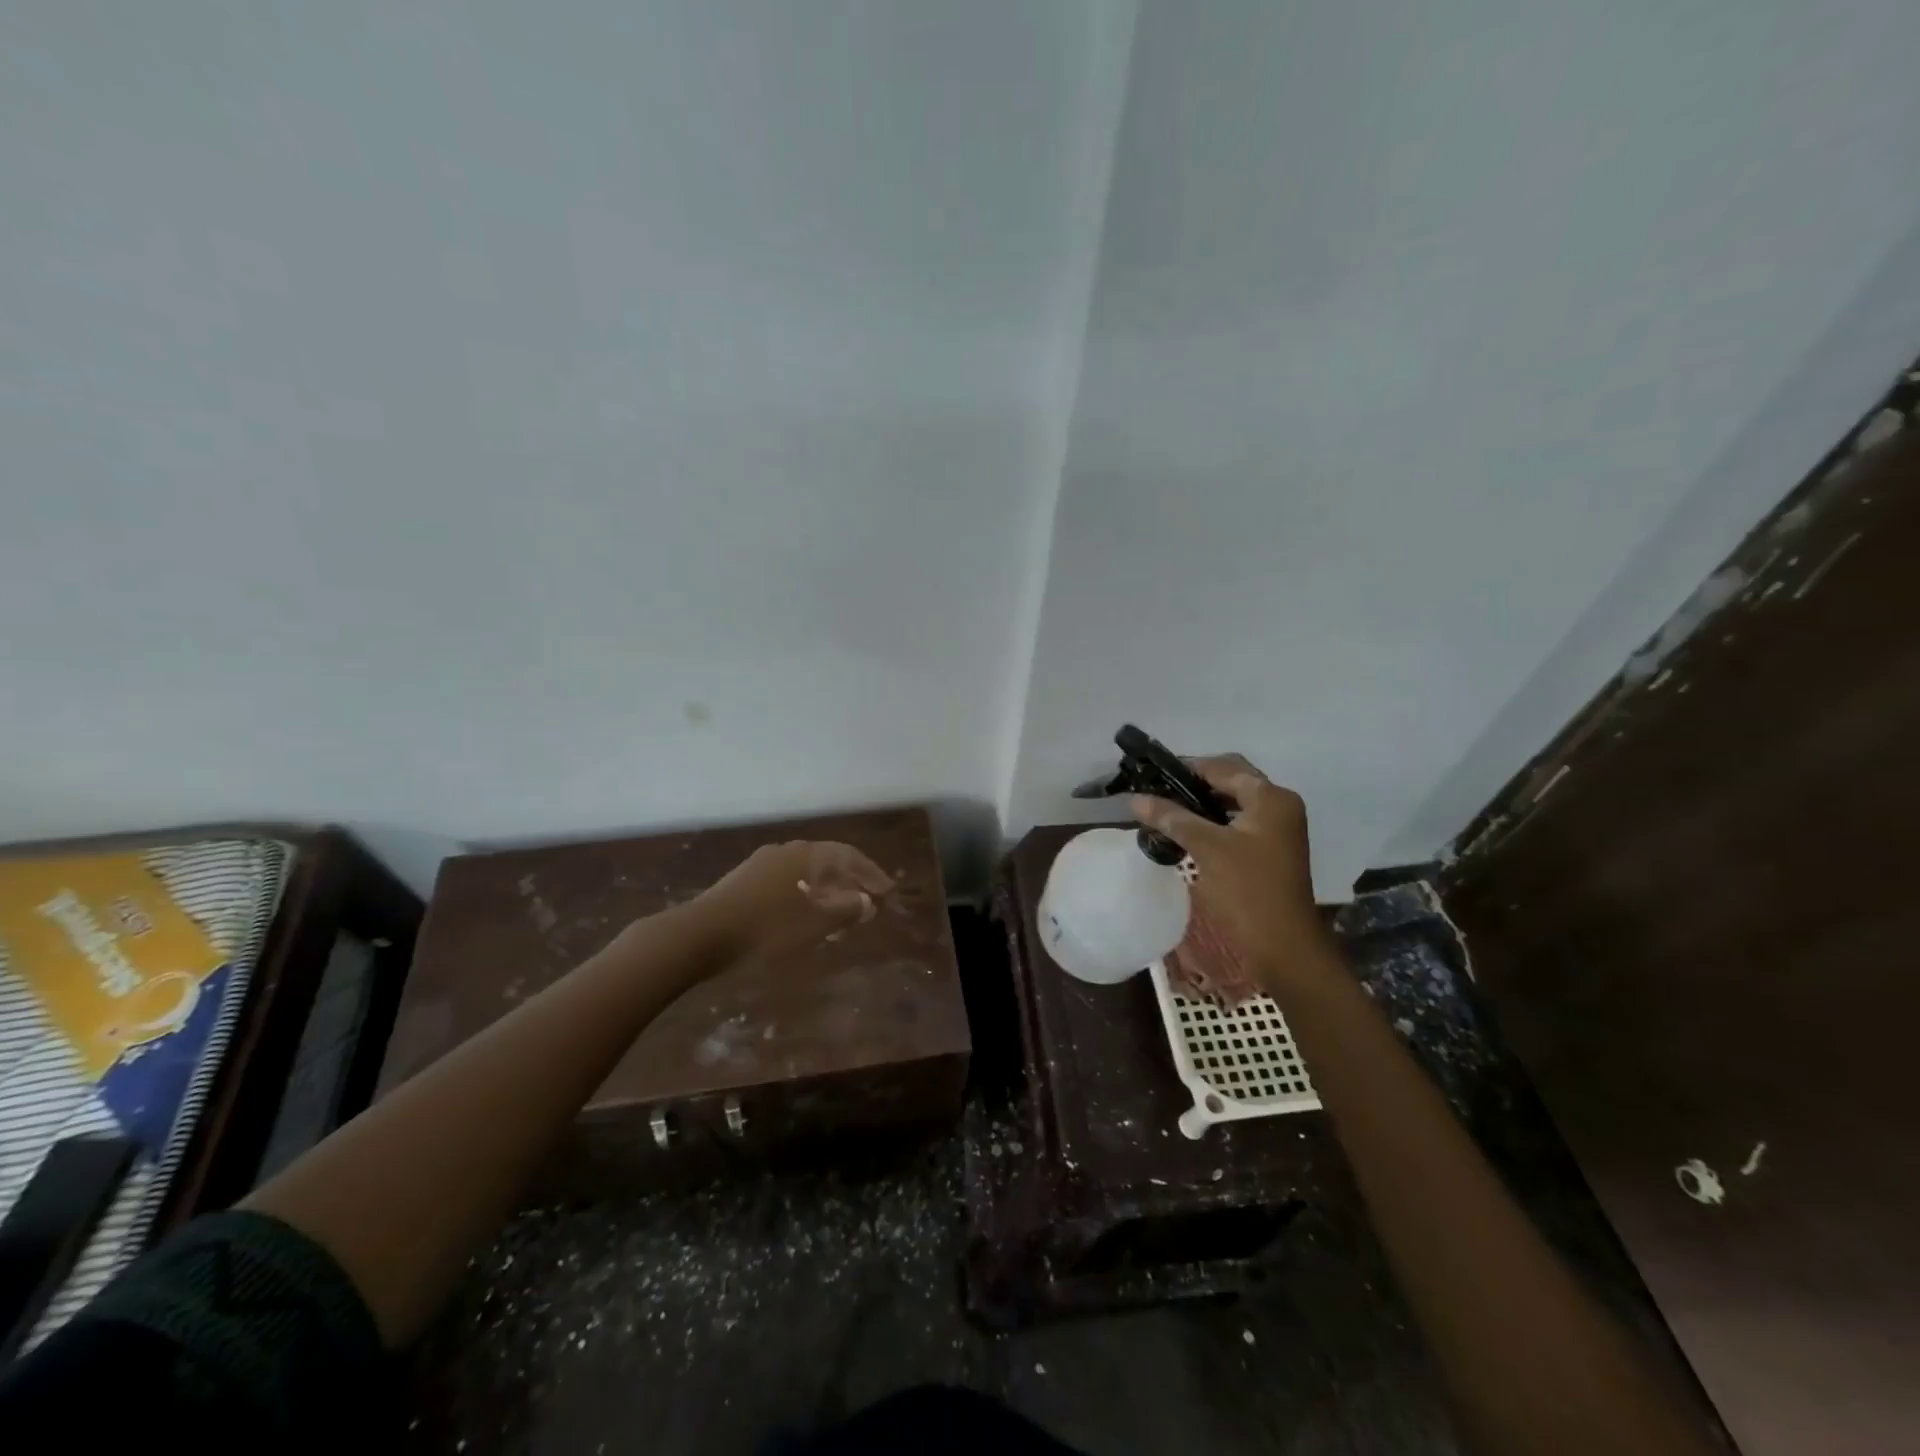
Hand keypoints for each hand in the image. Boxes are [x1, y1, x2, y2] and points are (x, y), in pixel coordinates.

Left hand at [690, 840, 895, 966]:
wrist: (700, 935)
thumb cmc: (766, 928)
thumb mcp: (814, 923)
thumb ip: (845, 910)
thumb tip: (867, 901)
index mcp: (806, 855)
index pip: (849, 856)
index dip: (871, 873)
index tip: (887, 892)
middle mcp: (786, 851)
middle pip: (826, 863)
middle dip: (848, 883)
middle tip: (866, 903)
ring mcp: (761, 865)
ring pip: (805, 874)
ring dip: (826, 892)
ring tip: (838, 916)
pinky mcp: (743, 883)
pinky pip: (786, 884)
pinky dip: (804, 897)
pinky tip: (803, 918)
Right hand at [1130, 755, 1331, 985]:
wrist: (1282, 944)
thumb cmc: (1247, 890)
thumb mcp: (1206, 848)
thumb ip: (1172, 818)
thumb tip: (1135, 799)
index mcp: (1271, 797)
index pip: (1222, 767)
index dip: (1186, 767)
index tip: (1152, 774)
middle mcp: (1279, 806)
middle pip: (1230, 781)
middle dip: (1193, 783)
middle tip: (1157, 791)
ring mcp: (1276, 829)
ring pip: (1232, 803)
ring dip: (1201, 803)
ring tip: (1165, 809)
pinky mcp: (1269, 849)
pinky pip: (1236, 823)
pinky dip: (1212, 822)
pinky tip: (1185, 831)